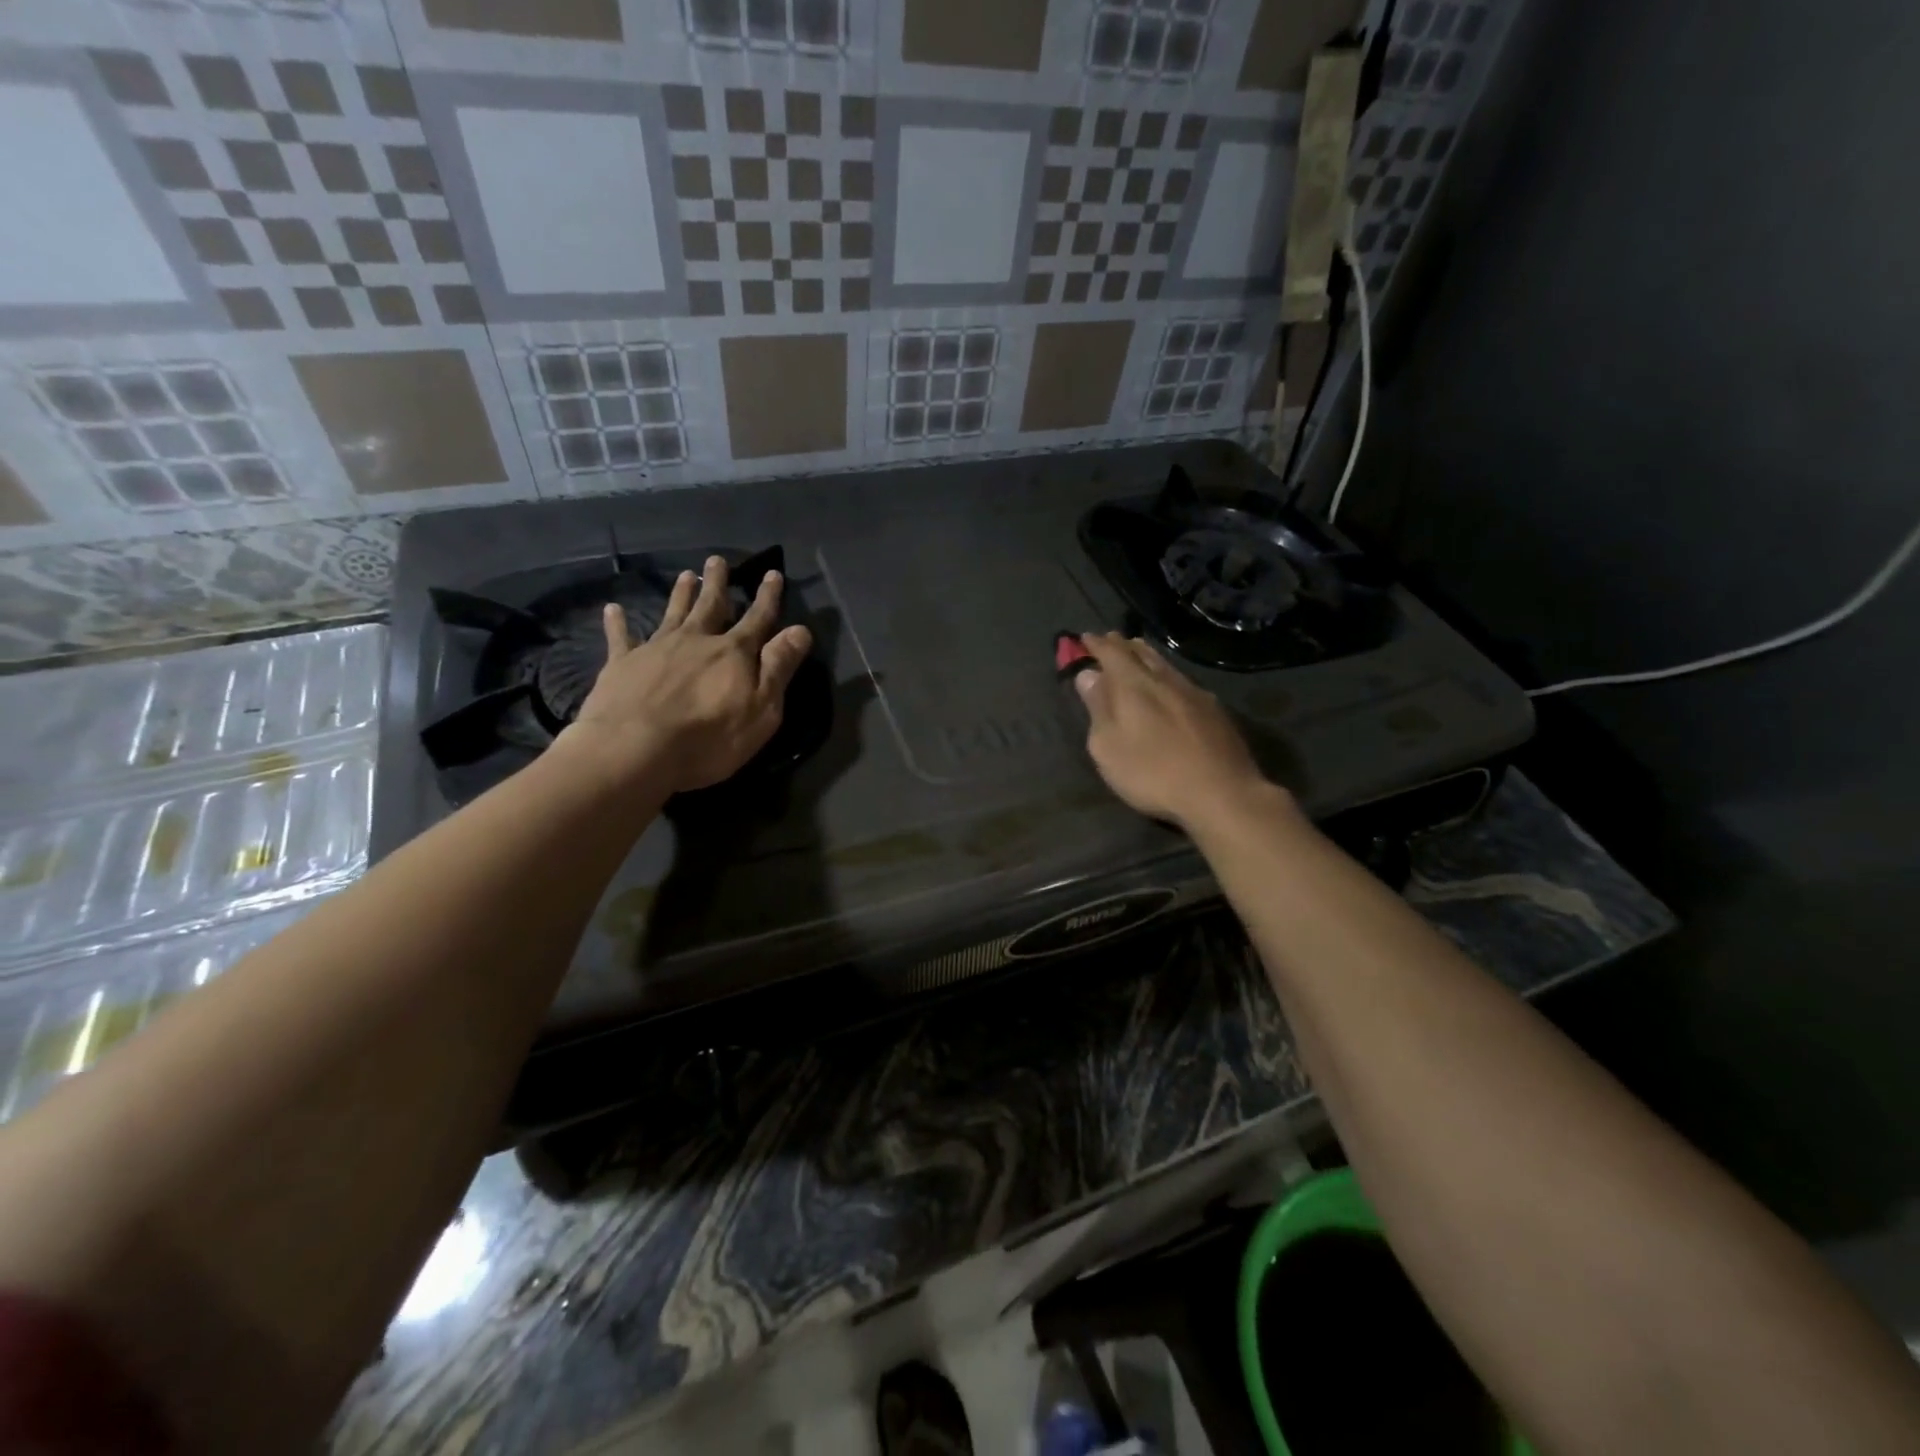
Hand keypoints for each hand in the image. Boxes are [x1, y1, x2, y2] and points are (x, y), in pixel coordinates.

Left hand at [562, 555, 812, 793]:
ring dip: (680, 594)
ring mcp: (656, 649)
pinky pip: (620, 637)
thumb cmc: (709, 737)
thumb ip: (779, 667)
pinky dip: (617, 623)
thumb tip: (800, 630)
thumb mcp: (761, 709)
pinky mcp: (622, 664)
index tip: (773, 573)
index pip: (757, 619)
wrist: (634, 749)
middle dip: (717, 584)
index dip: (768, 597)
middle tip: (717, 560)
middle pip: (710, 606)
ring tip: (685, 575)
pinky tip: (613, 610)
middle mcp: (696, 640)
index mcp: (733, 653)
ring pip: (672, 613)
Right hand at [1073, 633, 1277, 831]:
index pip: (1112, 653)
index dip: (1096, 644)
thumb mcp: (1108, 747)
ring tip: (1138, 652)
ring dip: (1147, 657)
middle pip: (1142, 653)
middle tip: (1111, 639)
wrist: (1221, 793)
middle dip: (1123, 645)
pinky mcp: (1215, 711)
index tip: (1084, 638)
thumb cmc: (1152, 773)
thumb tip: (1088, 675)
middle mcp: (1165, 680)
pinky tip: (1171, 685)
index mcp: (1134, 685)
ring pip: (1165, 665)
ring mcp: (1195, 693)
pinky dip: (1168, 675)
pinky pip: (1183, 681)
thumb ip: (1098, 708)